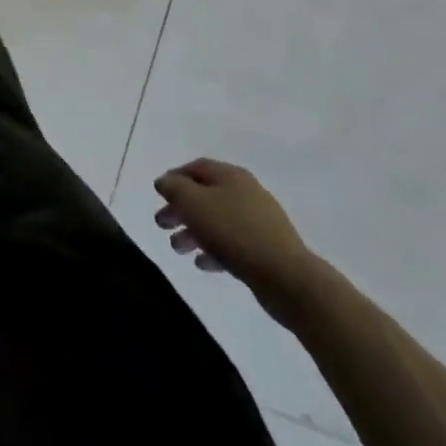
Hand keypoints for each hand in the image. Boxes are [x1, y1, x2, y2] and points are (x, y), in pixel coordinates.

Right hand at [154, 159, 322, 323]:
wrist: (286, 277)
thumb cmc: (234, 232)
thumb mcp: (193, 203)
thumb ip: (174, 188)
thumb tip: (165, 182)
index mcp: (231, 176)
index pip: (197, 167)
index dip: (175, 177)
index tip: (159, 194)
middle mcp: (246, 193)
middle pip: (205, 195)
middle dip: (180, 209)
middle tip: (161, 224)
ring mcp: (259, 222)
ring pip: (217, 221)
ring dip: (193, 232)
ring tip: (178, 249)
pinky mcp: (266, 249)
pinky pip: (232, 244)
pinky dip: (213, 250)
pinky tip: (202, 263)